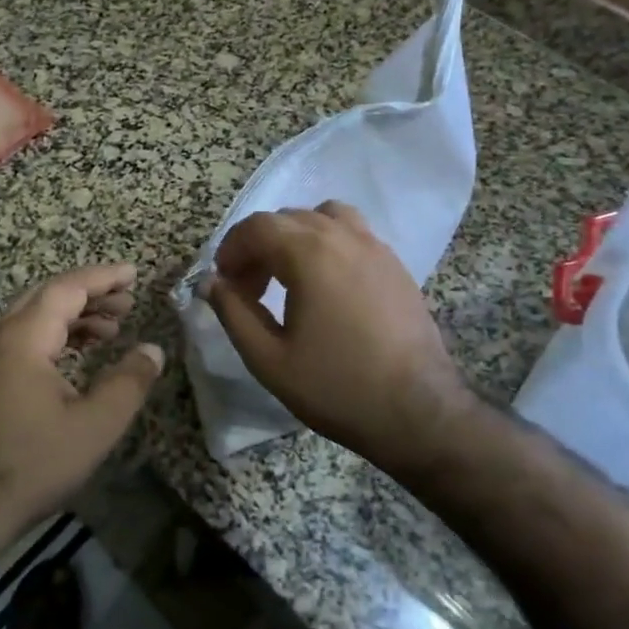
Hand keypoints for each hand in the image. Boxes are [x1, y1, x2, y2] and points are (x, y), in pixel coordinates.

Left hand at [0, 263, 162, 550]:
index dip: (103, 278)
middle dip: (91, 292)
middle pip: (49, 294)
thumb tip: (153, 350)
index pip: (66, 288)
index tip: (134, 274)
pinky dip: (57, 331)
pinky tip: (83, 348)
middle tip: (129, 299)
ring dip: (75, 313)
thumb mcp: (95, 426)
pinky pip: (25, 333)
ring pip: (36, 313)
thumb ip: (129, 382)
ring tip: (114, 325)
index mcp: (22, 338)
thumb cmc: (35, 464)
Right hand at [205, 202, 474, 478]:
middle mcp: (343, 237)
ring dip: (296, 236)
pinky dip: (328, 242)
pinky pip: (353, 233)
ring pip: (324, 216)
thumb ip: (233, 313)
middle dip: (259, 245)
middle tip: (250, 288)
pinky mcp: (396, 265)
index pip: (257, 227)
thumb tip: (210, 282)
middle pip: (288, 218)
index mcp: (309, 253)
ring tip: (290, 275)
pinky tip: (327, 286)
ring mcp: (375, 247)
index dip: (232, 249)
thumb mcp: (269, 359)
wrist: (418, 412)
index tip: (224, 282)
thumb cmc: (336, 387)